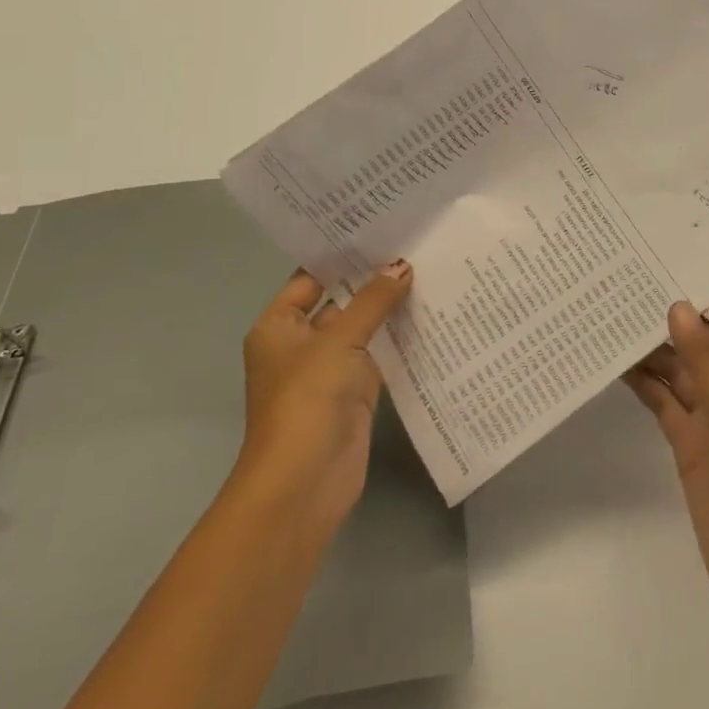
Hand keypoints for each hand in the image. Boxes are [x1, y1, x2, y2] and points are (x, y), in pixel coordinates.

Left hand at [233, 260, 411, 545]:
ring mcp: (329, 368)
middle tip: (413, 242)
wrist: (305, 481)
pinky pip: (379, 352)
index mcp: (278, 326)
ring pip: (362, 326)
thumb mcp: (339, 340)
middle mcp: (300, 343)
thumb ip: (372, 300)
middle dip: (371, 277)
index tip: (378, 228)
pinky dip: (398, 336)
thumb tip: (402, 265)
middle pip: (338, 300)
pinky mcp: (355, 390)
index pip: (310, 278)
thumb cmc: (308, 399)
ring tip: (428, 267)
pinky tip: (429, 311)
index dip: (340, 255)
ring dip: (388, 306)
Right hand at [624, 294, 708, 656]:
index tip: (673, 262)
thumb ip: (708, 360)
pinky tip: (614, 364)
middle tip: (627, 284)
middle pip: (705, 340)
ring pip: (679, 369)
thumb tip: (678, 306)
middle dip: (674, 315)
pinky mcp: (690, 445)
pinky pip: (664, 402)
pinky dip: (643, 383)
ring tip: (611, 315)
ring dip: (652, 348)